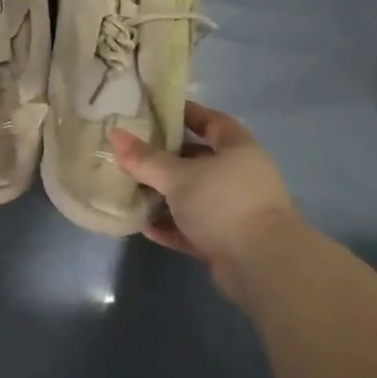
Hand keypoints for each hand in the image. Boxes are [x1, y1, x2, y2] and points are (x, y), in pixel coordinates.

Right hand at [109, 101, 300, 304]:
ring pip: (193, 196)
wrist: (262, 265)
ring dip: (165, 196)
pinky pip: (193, 227)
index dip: (185, 114)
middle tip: (132, 153)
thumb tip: (114, 134)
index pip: (211, 121)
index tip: (155, 112)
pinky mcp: (226, 241)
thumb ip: (145, 158)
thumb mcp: (178, 176)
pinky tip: (144, 226)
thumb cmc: (222, 203)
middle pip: (198, 160)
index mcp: (237, 149)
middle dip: (166, 159)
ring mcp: (235, 210)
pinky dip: (171, 226)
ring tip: (131, 190)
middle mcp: (240, 176)